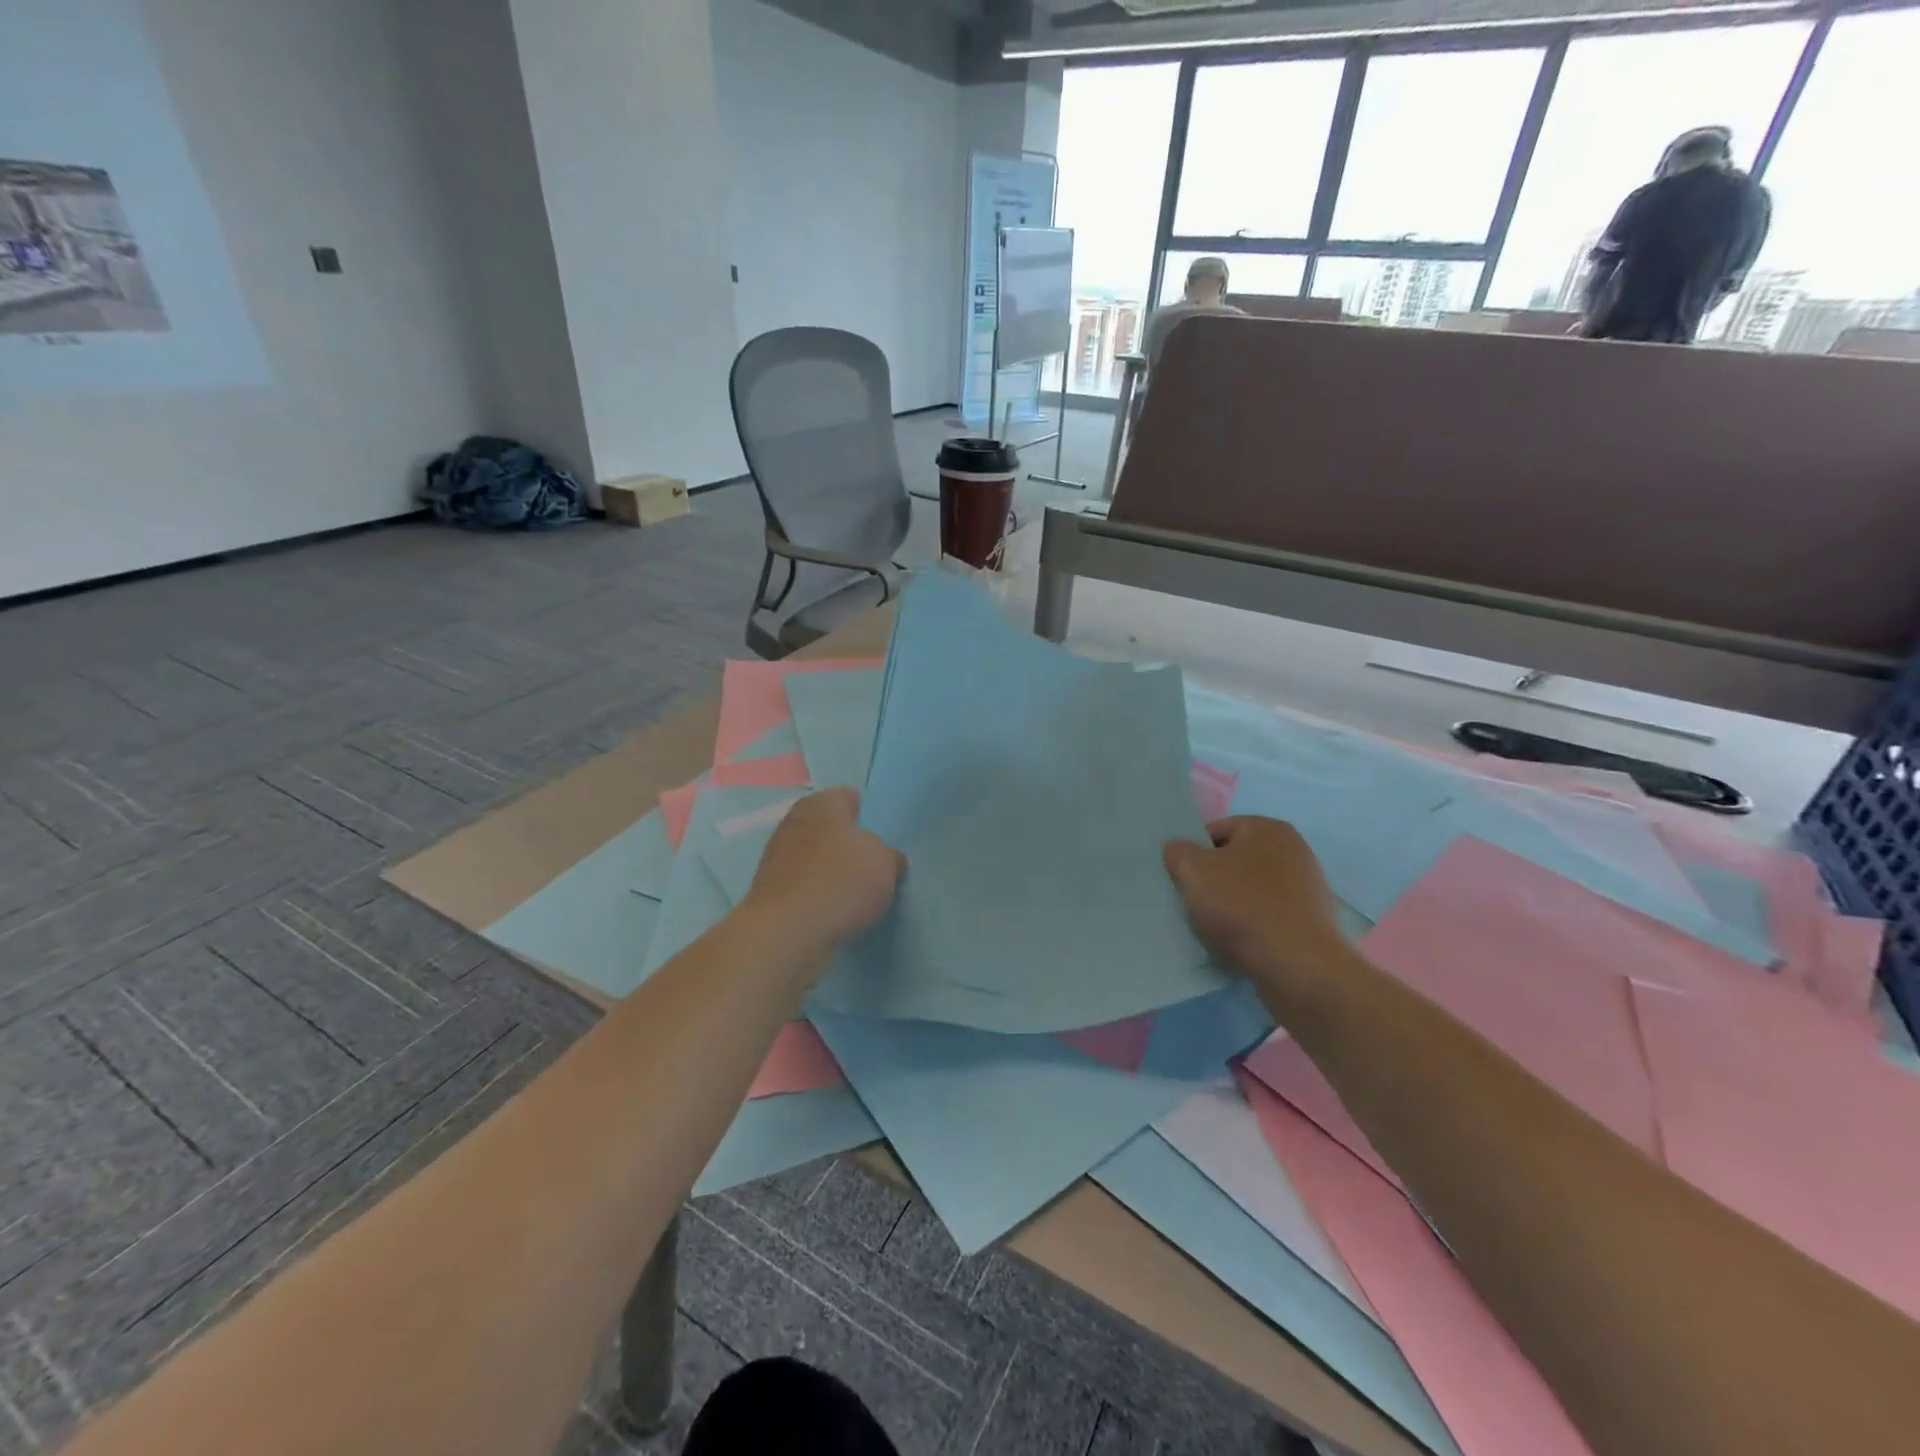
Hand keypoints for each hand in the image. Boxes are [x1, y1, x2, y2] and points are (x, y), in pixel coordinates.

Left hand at [745, 789, 905, 955]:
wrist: (787, 932)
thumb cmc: (841, 882)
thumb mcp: (886, 864)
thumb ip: (888, 856)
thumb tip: (883, 859)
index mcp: (823, 803)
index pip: (848, 797)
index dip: (866, 815)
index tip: (880, 840)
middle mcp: (795, 821)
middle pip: (829, 827)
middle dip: (847, 844)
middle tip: (871, 867)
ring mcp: (777, 855)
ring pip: (814, 856)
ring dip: (830, 870)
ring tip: (854, 895)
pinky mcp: (769, 889)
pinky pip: (803, 884)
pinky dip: (816, 893)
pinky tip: (832, 911)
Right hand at [1163, 817, 1351, 1008]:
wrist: (1297, 966)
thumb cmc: (1242, 907)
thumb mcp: (1192, 871)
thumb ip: (1178, 852)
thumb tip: (1179, 850)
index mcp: (1267, 828)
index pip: (1214, 832)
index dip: (1193, 855)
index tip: (1183, 881)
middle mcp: (1293, 849)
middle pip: (1233, 861)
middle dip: (1212, 881)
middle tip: (1194, 904)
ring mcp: (1306, 886)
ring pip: (1250, 891)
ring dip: (1230, 906)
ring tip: (1215, 929)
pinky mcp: (1311, 921)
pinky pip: (1268, 916)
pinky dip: (1251, 926)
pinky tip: (1239, 944)